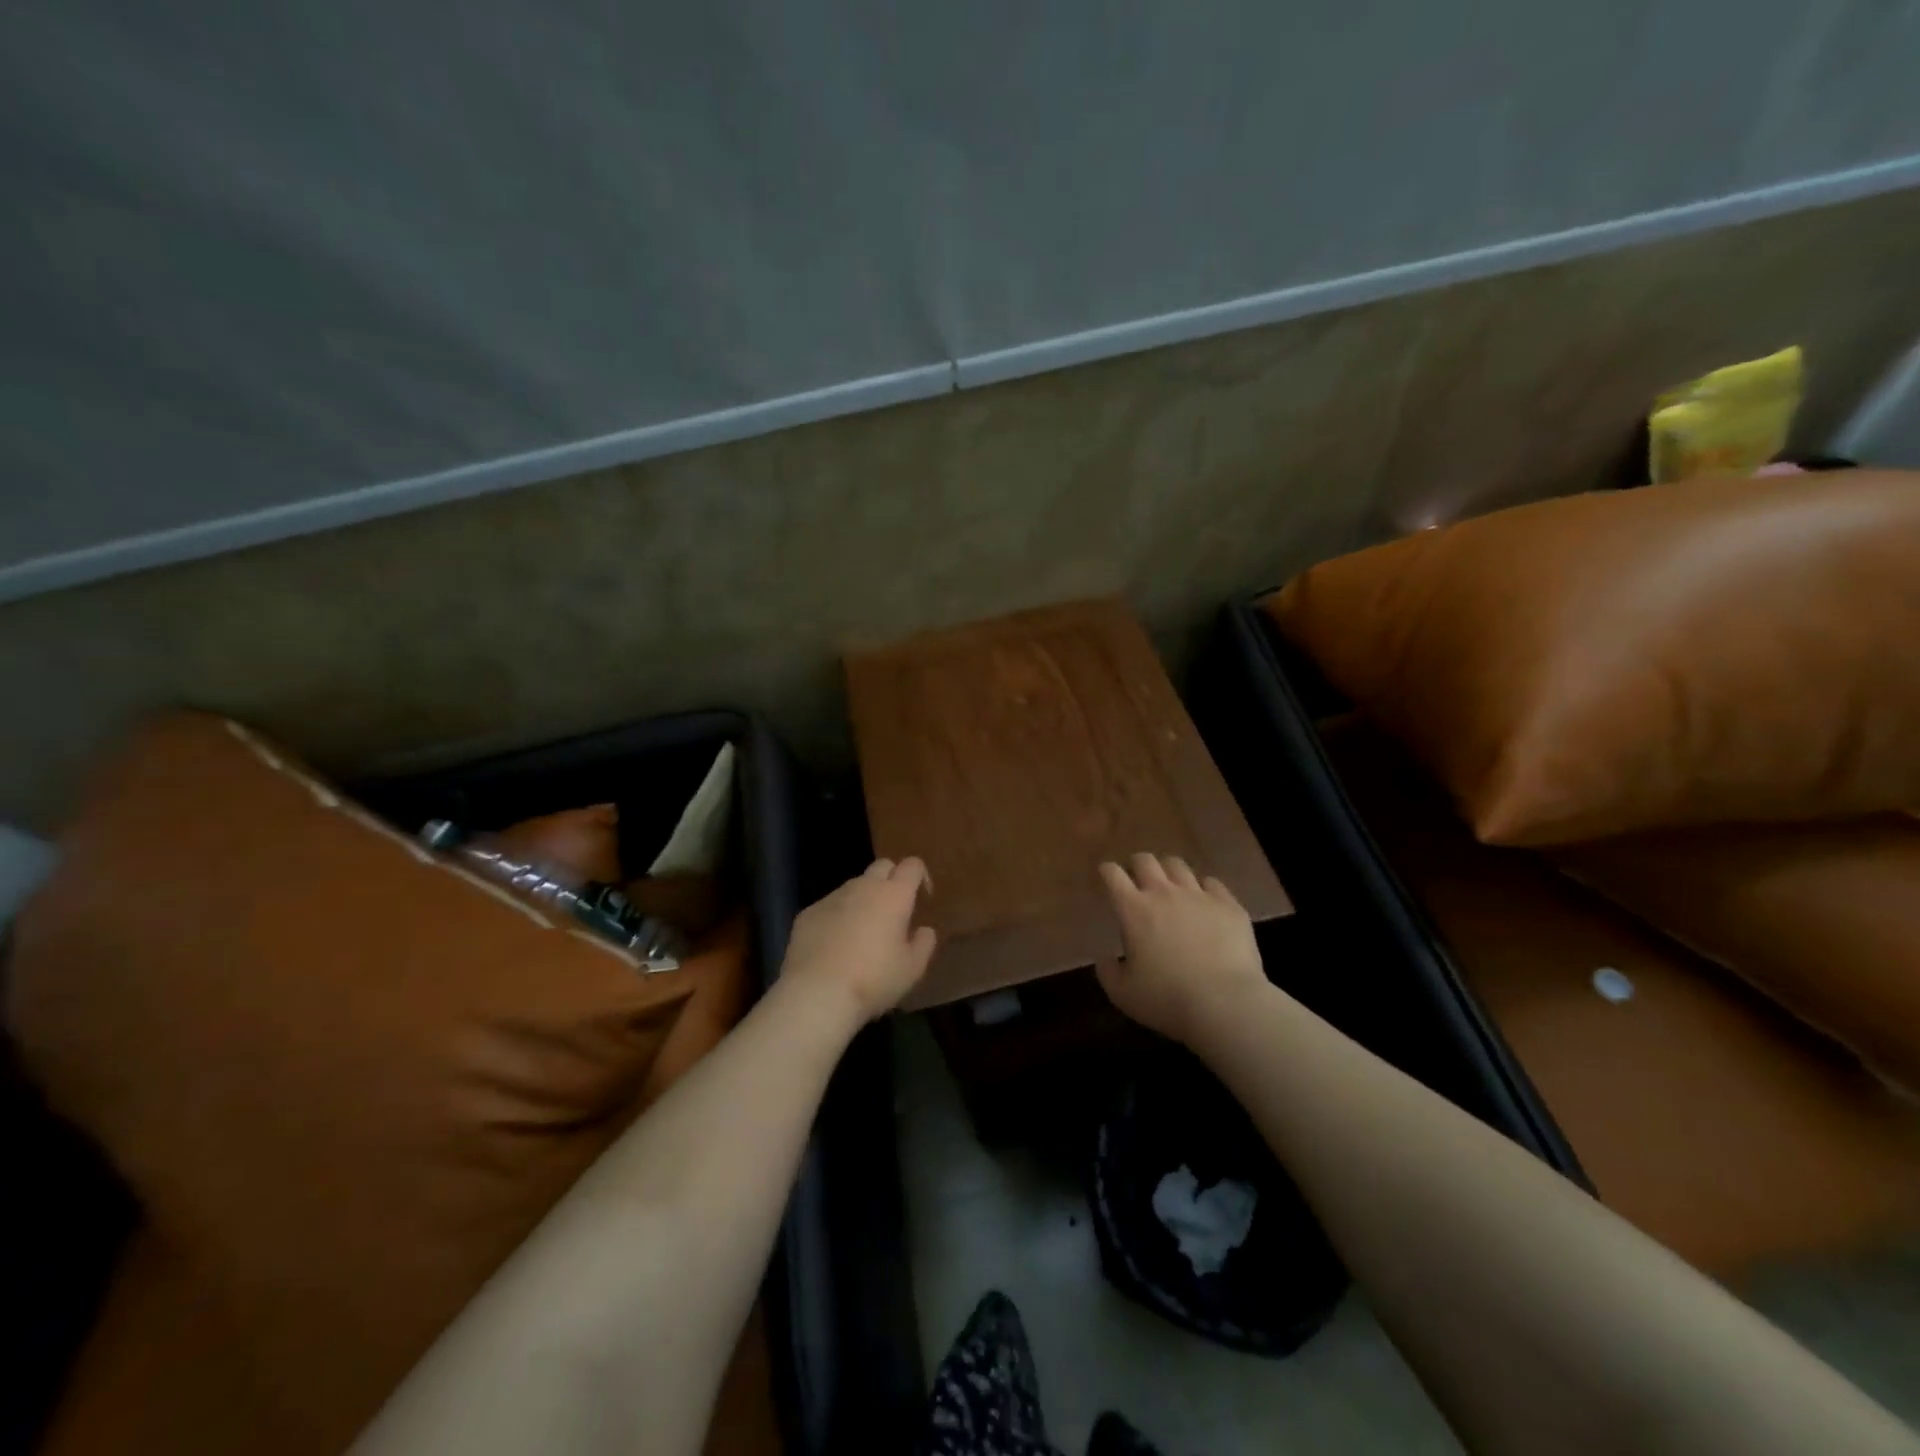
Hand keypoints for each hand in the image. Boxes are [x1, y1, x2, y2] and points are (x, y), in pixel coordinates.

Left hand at [779, 858, 937, 1025]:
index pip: (912, 865)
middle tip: (894, 909)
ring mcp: (832, 897)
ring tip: (863, 932)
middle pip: (882, 866)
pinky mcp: (808, 912)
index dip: (920, 876)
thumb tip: (924, 930)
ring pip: (854, 886)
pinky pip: (829, 907)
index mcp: (894, 895)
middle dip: (892, 879)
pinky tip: (834, 946)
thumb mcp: (912, 969)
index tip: (922, 897)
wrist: (817, 992)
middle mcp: (863, 887)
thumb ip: (924, 944)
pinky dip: (837, 917)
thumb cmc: (873, 979)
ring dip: (863, 900)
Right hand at [1096, 853, 1269, 1044]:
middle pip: (1145, 860)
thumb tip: (1105, 959)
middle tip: (1137, 877)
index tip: (1106, 874)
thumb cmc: (1167, 999)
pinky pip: (1212, 883)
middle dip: (1137, 864)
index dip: (1107, 870)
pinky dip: (1203, 887)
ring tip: (1170, 884)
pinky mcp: (1228, 905)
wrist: (1225, 1003)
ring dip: (1168, 871)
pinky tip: (1204, 900)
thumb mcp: (1123, 994)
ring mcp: (1199, 896)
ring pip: (1178, 866)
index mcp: (1134, 910)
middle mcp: (1164, 893)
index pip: (1113, 875)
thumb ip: (1107, 973)